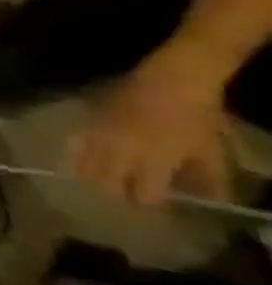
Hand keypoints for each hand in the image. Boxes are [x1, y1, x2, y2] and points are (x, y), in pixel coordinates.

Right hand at [71, 55, 229, 206]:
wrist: (170, 82)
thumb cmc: (195, 117)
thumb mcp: (210, 151)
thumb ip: (208, 179)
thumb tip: (207, 202)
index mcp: (156, 160)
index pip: (143, 194)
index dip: (148, 202)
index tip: (153, 202)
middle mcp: (122, 150)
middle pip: (106, 183)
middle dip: (116, 192)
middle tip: (125, 192)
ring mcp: (101, 134)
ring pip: (84, 164)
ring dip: (93, 175)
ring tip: (101, 178)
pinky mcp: (87, 121)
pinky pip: (75, 143)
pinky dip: (77, 153)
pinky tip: (82, 156)